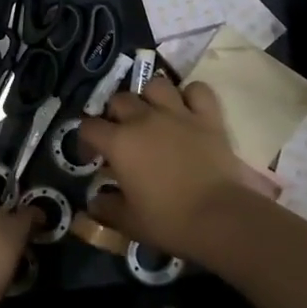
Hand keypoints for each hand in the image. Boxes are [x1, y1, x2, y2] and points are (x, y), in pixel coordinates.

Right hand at [77, 75, 242, 254]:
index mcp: (119, 142)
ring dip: (151, 97)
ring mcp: (177, 113)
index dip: (86, 140)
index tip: (94, 158)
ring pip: (156, 85)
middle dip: (116, 115)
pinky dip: (192, 96)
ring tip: (154, 114)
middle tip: (123, 136)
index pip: (89, 127)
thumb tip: (95, 201)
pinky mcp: (208, 117)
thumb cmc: (169, 220)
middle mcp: (144, 119)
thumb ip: (106, 208)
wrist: (219, 218)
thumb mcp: (129, 222)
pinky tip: (189, 109)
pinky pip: (197, 90)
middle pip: (120, 100)